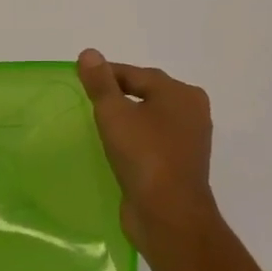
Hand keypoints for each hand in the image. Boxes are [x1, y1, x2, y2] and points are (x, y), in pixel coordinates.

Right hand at [77, 50, 219, 254]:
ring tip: (98, 124)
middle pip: (146, 93)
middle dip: (118, 94)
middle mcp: (191, 112)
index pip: (136, 74)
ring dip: (127, 119)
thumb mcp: (114, 113)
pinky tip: (116, 148)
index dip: (106, 74)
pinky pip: (153, 142)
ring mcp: (189, 141)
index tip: (80, 78)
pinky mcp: (181, 166)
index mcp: (181, 93)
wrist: (169, 217)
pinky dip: (135, 140)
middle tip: (87, 100)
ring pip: (150, 119)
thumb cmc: (144, 156)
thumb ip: (100, 82)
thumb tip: (90, 53)